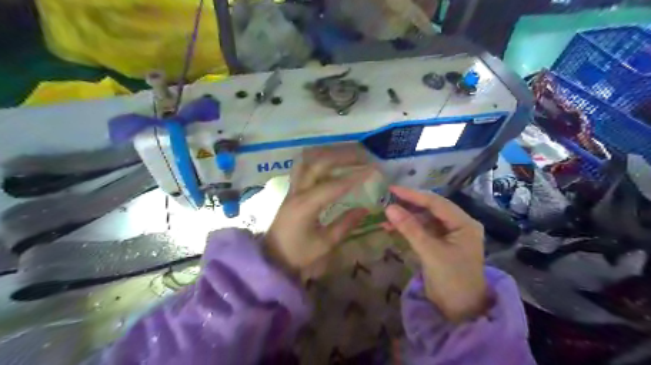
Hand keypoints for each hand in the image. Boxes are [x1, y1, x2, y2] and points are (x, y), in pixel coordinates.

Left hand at [264, 146, 374, 278]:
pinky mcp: (292, 190)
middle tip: (363, 156)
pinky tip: (331, 161)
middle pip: (319, 164)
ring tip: (349, 154)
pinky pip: (304, 167)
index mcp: (306, 206)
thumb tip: (364, 209)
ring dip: (329, 154)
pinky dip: (319, 160)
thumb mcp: (324, 244)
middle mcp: (298, 191)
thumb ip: (345, 225)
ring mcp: (293, 189)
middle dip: (342, 157)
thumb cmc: (298, 254)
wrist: (271, 257)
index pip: (333, 185)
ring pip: (309, 161)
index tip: (372, 170)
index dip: (354, 177)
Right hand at [383, 187, 487, 320]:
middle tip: (387, 199)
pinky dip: (408, 229)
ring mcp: (449, 235)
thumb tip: (389, 208)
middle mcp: (458, 225)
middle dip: (408, 205)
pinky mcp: (440, 244)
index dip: (413, 195)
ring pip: (425, 219)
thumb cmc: (451, 280)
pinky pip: (422, 231)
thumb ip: (409, 228)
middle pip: (430, 209)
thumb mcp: (430, 252)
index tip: (392, 189)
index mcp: (464, 223)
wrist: (460, 312)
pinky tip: (393, 228)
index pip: (436, 203)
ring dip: (406, 218)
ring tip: (386, 217)